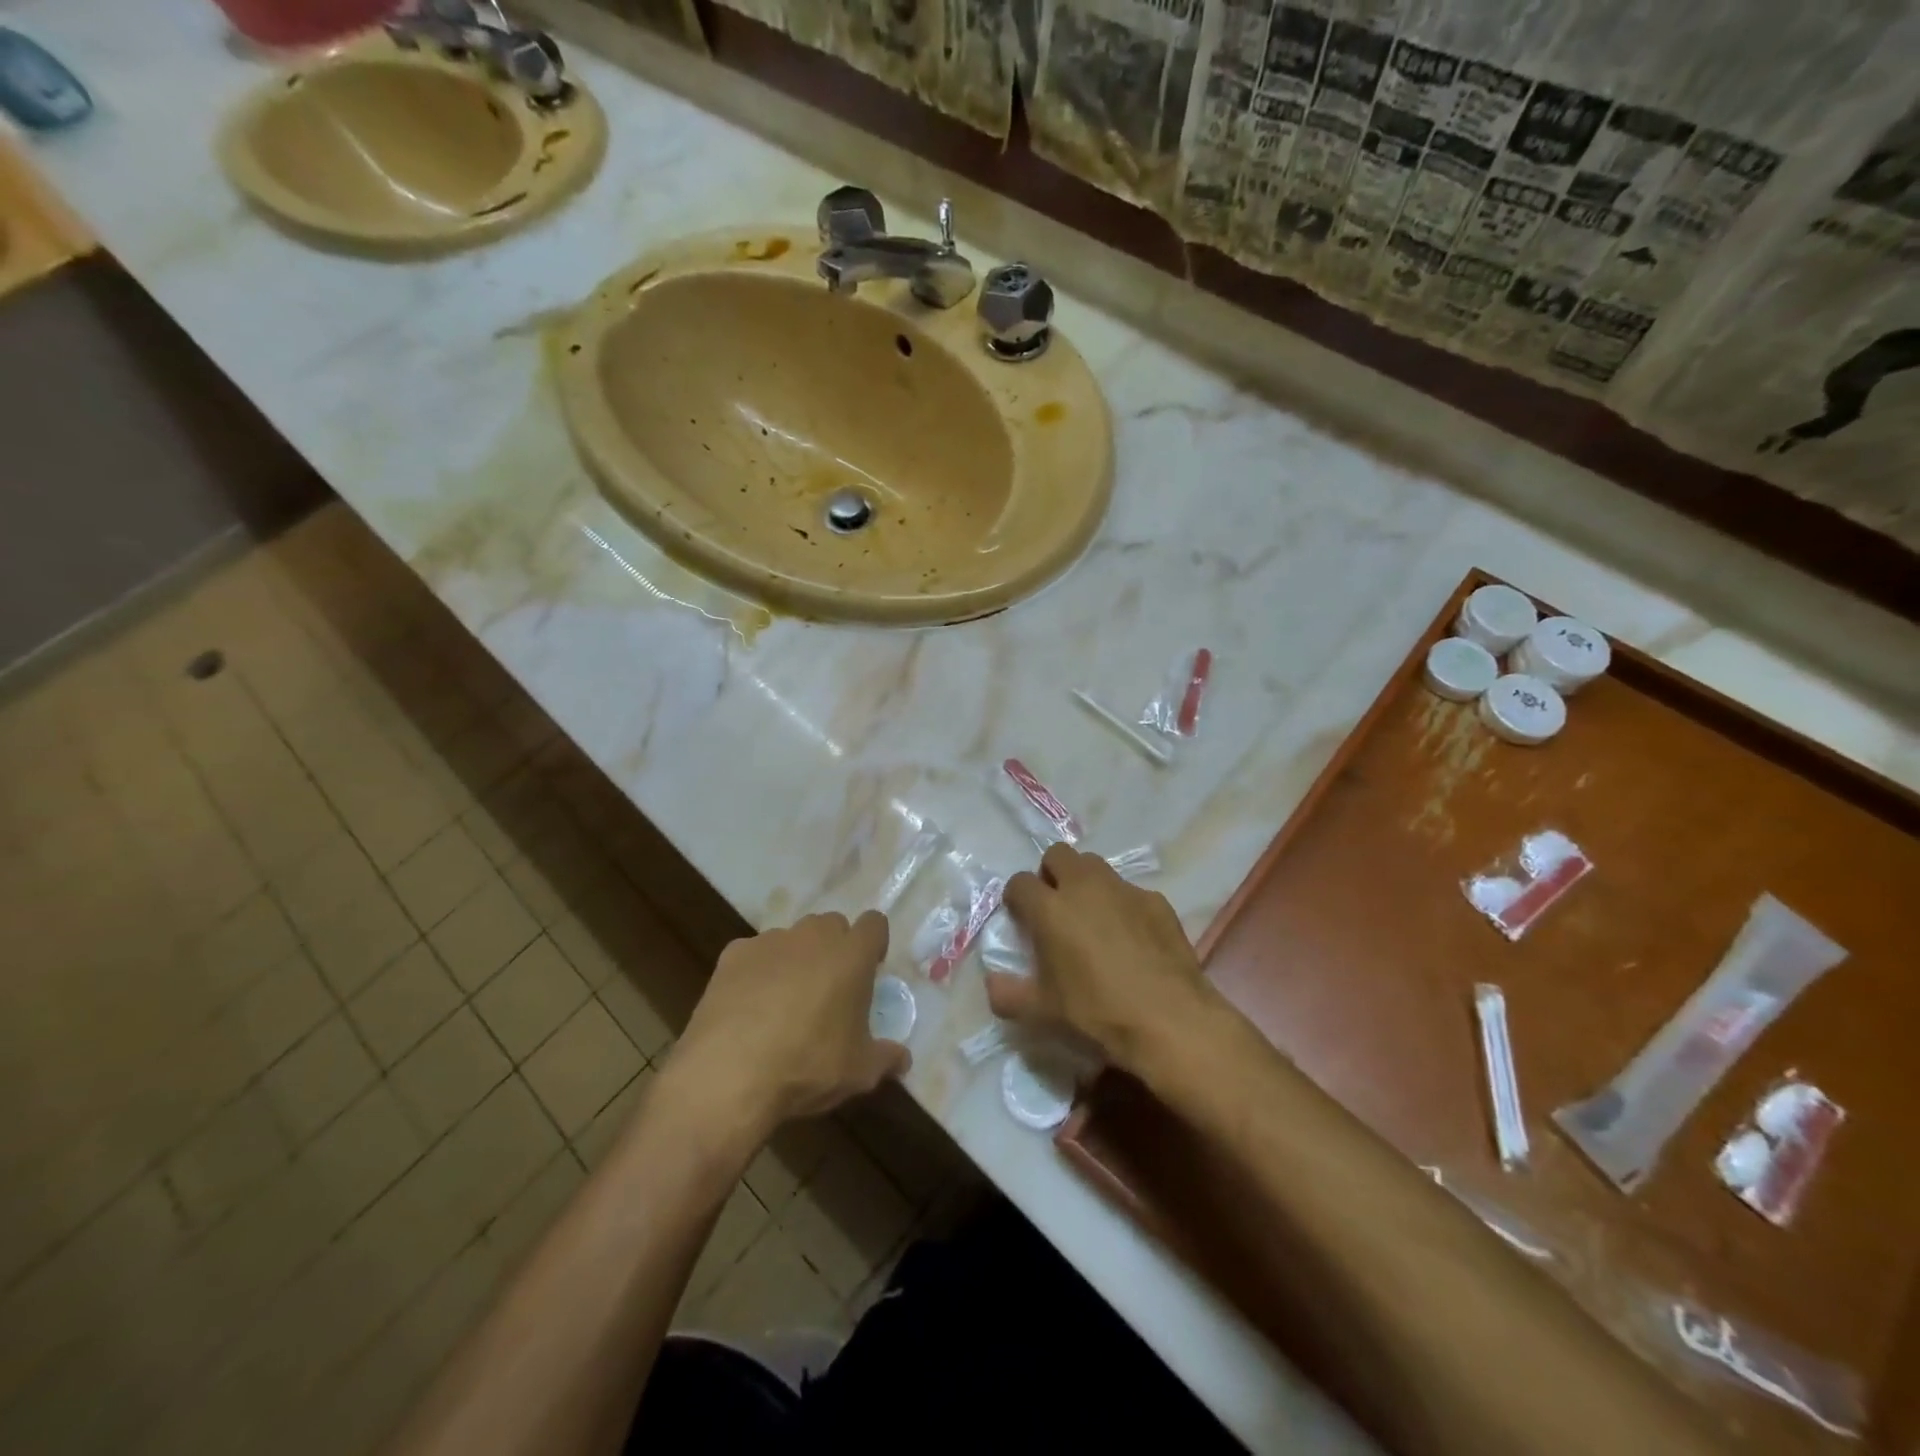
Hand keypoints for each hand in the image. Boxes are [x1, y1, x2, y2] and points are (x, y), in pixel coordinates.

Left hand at [671, 911, 908, 1142]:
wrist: (730, 1073)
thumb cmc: (808, 1065)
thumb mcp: (860, 1072)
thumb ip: (885, 1058)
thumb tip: (903, 1059)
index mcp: (852, 955)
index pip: (874, 924)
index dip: (873, 944)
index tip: (869, 971)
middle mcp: (813, 937)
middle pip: (832, 925)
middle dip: (834, 948)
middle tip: (830, 988)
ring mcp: (770, 941)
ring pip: (792, 938)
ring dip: (796, 958)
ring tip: (785, 1000)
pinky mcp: (733, 955)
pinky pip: (754, 954)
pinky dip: (757, 971)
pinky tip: (749, 1006)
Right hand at [988, 844, 1212, 1070]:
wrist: (1169, 1020)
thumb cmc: (1096, 1013)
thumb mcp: (1042, 1013)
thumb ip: (1008, 995)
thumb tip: (992, 983)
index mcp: (1050, 908)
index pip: (1020, 882)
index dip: (1017, 897)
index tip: (1021, 917)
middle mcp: (1084, 887)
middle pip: (1058, 855)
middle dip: (1051, 873)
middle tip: (1055, 907)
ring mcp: (1124, 890)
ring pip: (1096, 866)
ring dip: (1086, 882)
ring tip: (1092, 917)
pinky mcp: (1156, 901)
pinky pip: (1130, 891)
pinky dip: (1123, 905)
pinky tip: (1131, 938)